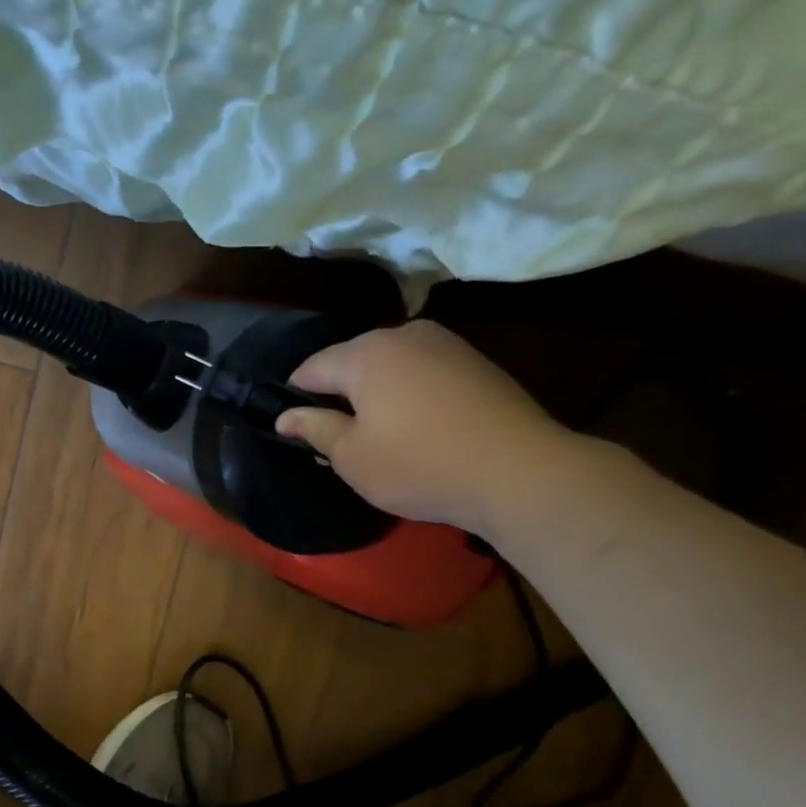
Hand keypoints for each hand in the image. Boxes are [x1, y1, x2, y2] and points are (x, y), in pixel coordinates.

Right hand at [275, 321, 578, 537]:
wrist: (520, 472)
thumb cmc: (419, 465)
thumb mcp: (352, 456)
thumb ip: (315, 429)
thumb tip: (285, 416)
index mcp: (365, 354)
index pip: (311, 368)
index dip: (295, 396)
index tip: (293, 428)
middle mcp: (403, 335)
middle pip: (352, 362)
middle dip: (338, 394)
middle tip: (336, 438)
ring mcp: (445, 344)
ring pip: (390, 366)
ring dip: (376, 394)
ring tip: (379, 435)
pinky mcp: (476, 362)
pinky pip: (423, 373)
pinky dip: (410, 395)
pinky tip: (418, 428)